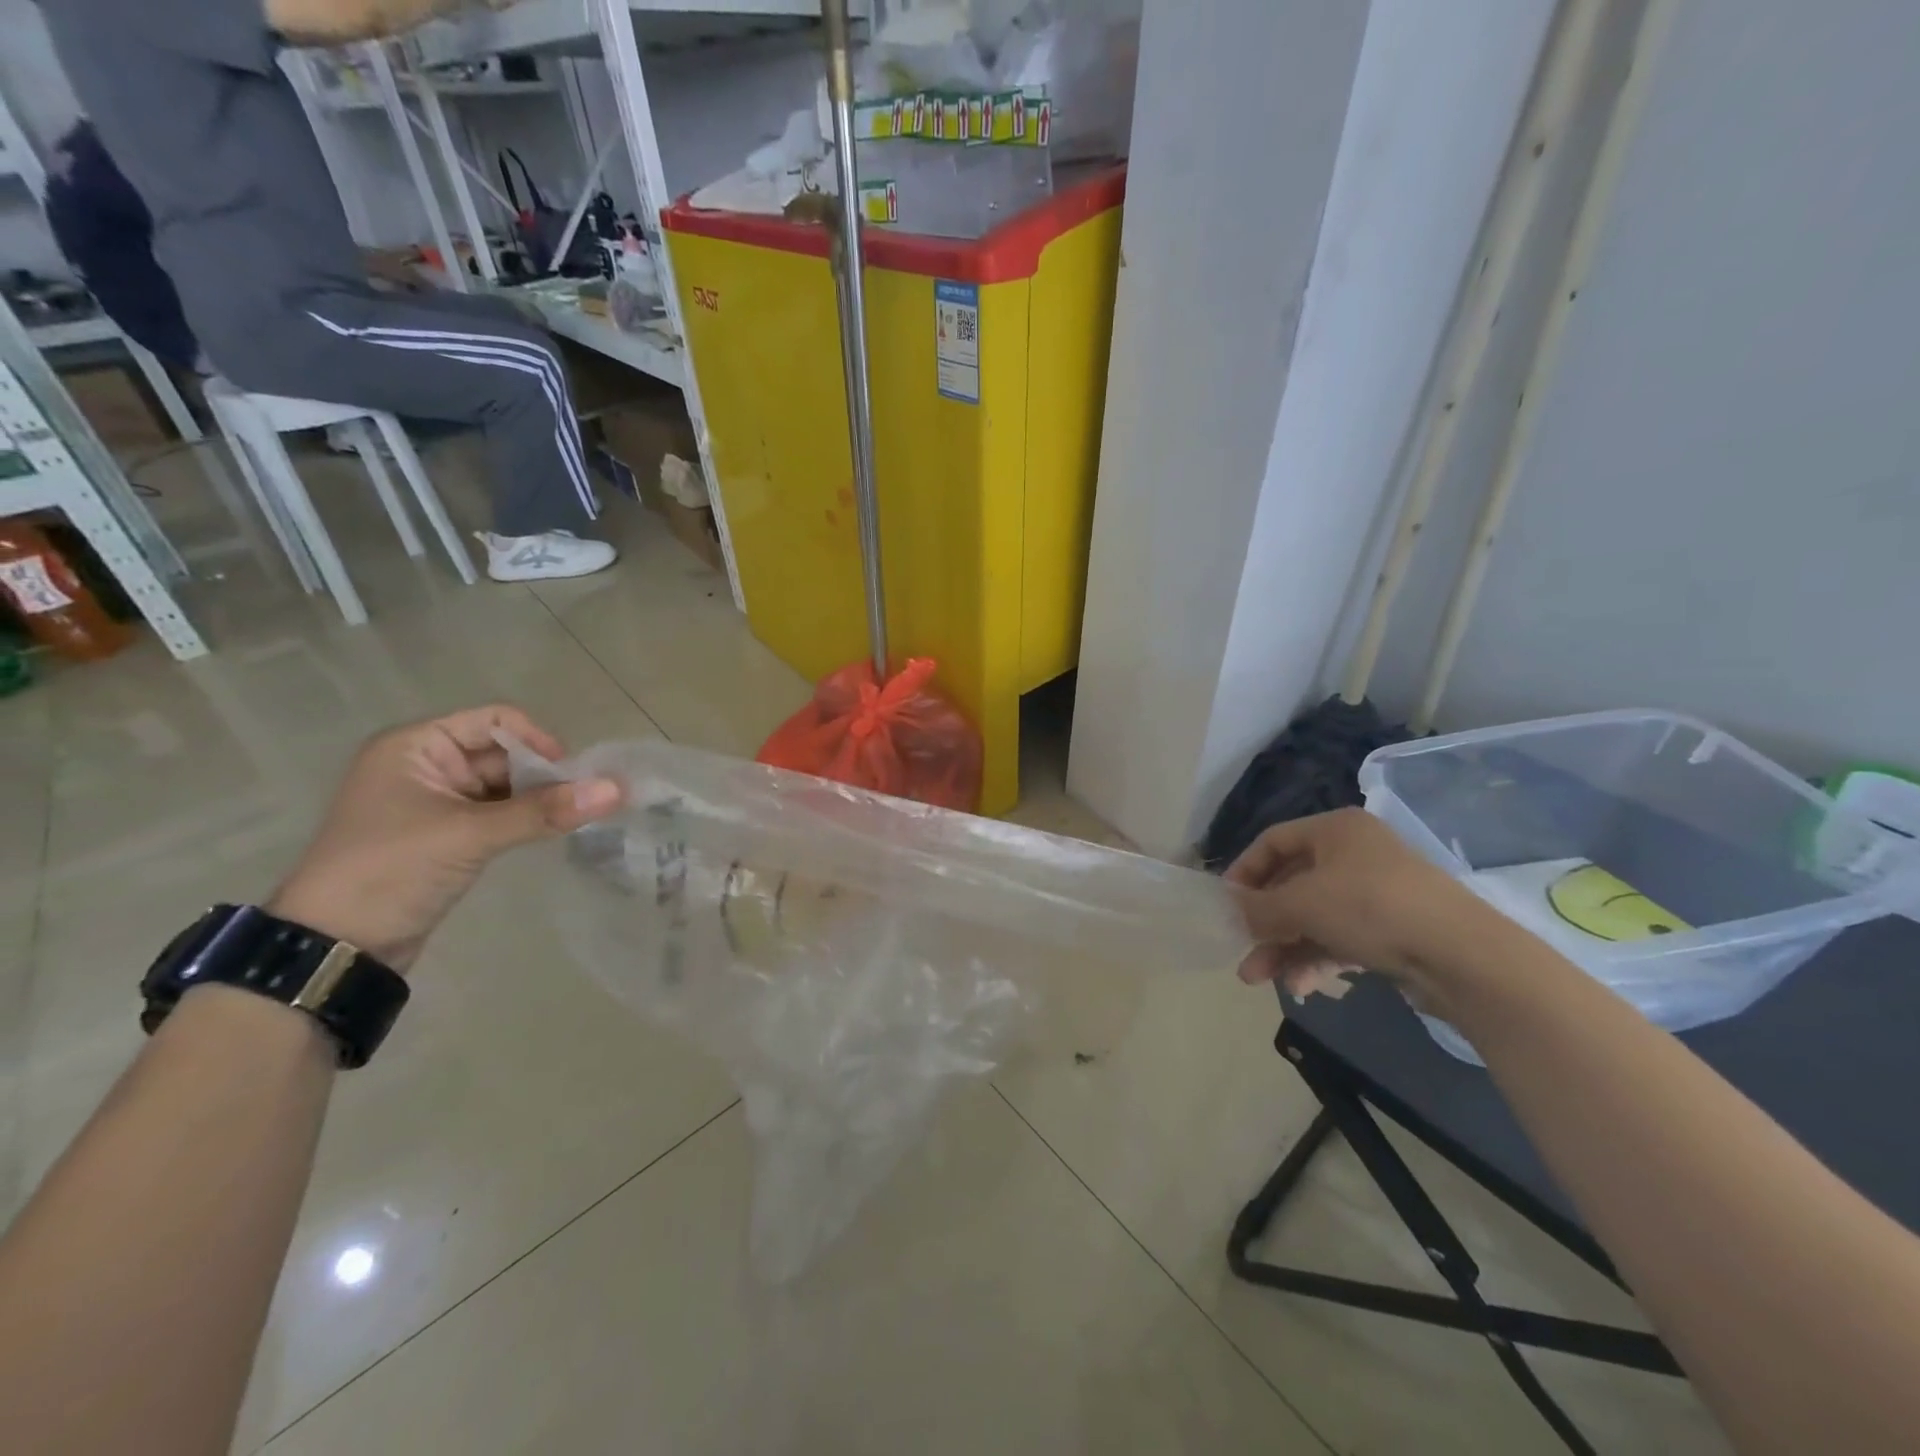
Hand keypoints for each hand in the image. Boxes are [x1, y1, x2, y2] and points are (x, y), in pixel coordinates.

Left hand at [269, 706, 621, 970]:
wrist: (335, 948)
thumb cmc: (391, 871)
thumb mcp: (470, 835)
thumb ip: (544, 811)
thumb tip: (616, 789)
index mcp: (416, 746)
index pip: (495, 721)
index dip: (537, 741)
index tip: (571, 774)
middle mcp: (426, 765)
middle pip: (505, 753)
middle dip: (545, 774)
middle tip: (584, 800)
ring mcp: (437, 802)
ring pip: (506, 786)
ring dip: (540, 798)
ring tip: (576, 816)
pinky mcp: (448, 835)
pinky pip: (499, 813)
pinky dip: (527, 818)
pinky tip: (553, 830)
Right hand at [1224, 808, 1495, 1010]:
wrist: (1463, 955)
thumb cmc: (1371, 908)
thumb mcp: (1302, 904)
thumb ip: (1259, 907)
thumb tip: (1230, 909)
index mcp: (1335, 830)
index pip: (1272, 841)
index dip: (1244, 871)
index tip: (1225, 904)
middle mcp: (1354, 854)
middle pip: (1292, 884)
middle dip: (1263, 922)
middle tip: (1240, 950)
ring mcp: (1376, 893)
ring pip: (1314, 917)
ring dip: (1283, 947)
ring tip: (1259, 979)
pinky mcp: (1392, 929)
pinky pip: (1340, 938)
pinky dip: (1316, 958)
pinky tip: (1301, 986)